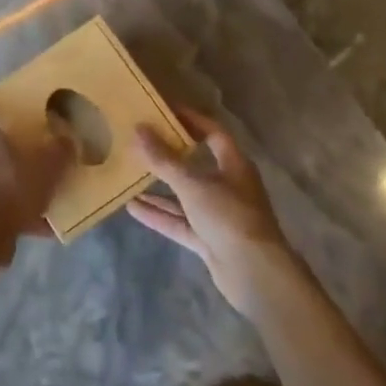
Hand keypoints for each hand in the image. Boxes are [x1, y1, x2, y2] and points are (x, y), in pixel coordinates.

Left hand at [0, 97, 66, 247]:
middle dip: (15, 147)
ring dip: (27, 185)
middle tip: (41, 146)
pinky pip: (12, 212)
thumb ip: (60, 151)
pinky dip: (31, 217)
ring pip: (6, 180)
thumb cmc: (12, 187)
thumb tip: (68, 139)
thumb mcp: (46, 165)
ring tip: (55, 189)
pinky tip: (53, 226)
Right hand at [127, 106, 306, 317]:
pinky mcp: (209, 239)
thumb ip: (164, 159)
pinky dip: (160, 215)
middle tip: (141, 141)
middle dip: (169, 155)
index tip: (164, 111)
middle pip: (196, 164)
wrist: (255, 275)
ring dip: (160, 187)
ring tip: (130, 173)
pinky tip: (133, 207)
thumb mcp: (192, 184)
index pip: (213, 133)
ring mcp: (219, 215)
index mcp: (234, 165)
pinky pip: (180, 221)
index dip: (191, 120)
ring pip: (185, 195)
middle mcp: (228, 186)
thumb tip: (138, 129)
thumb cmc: (229, 217)